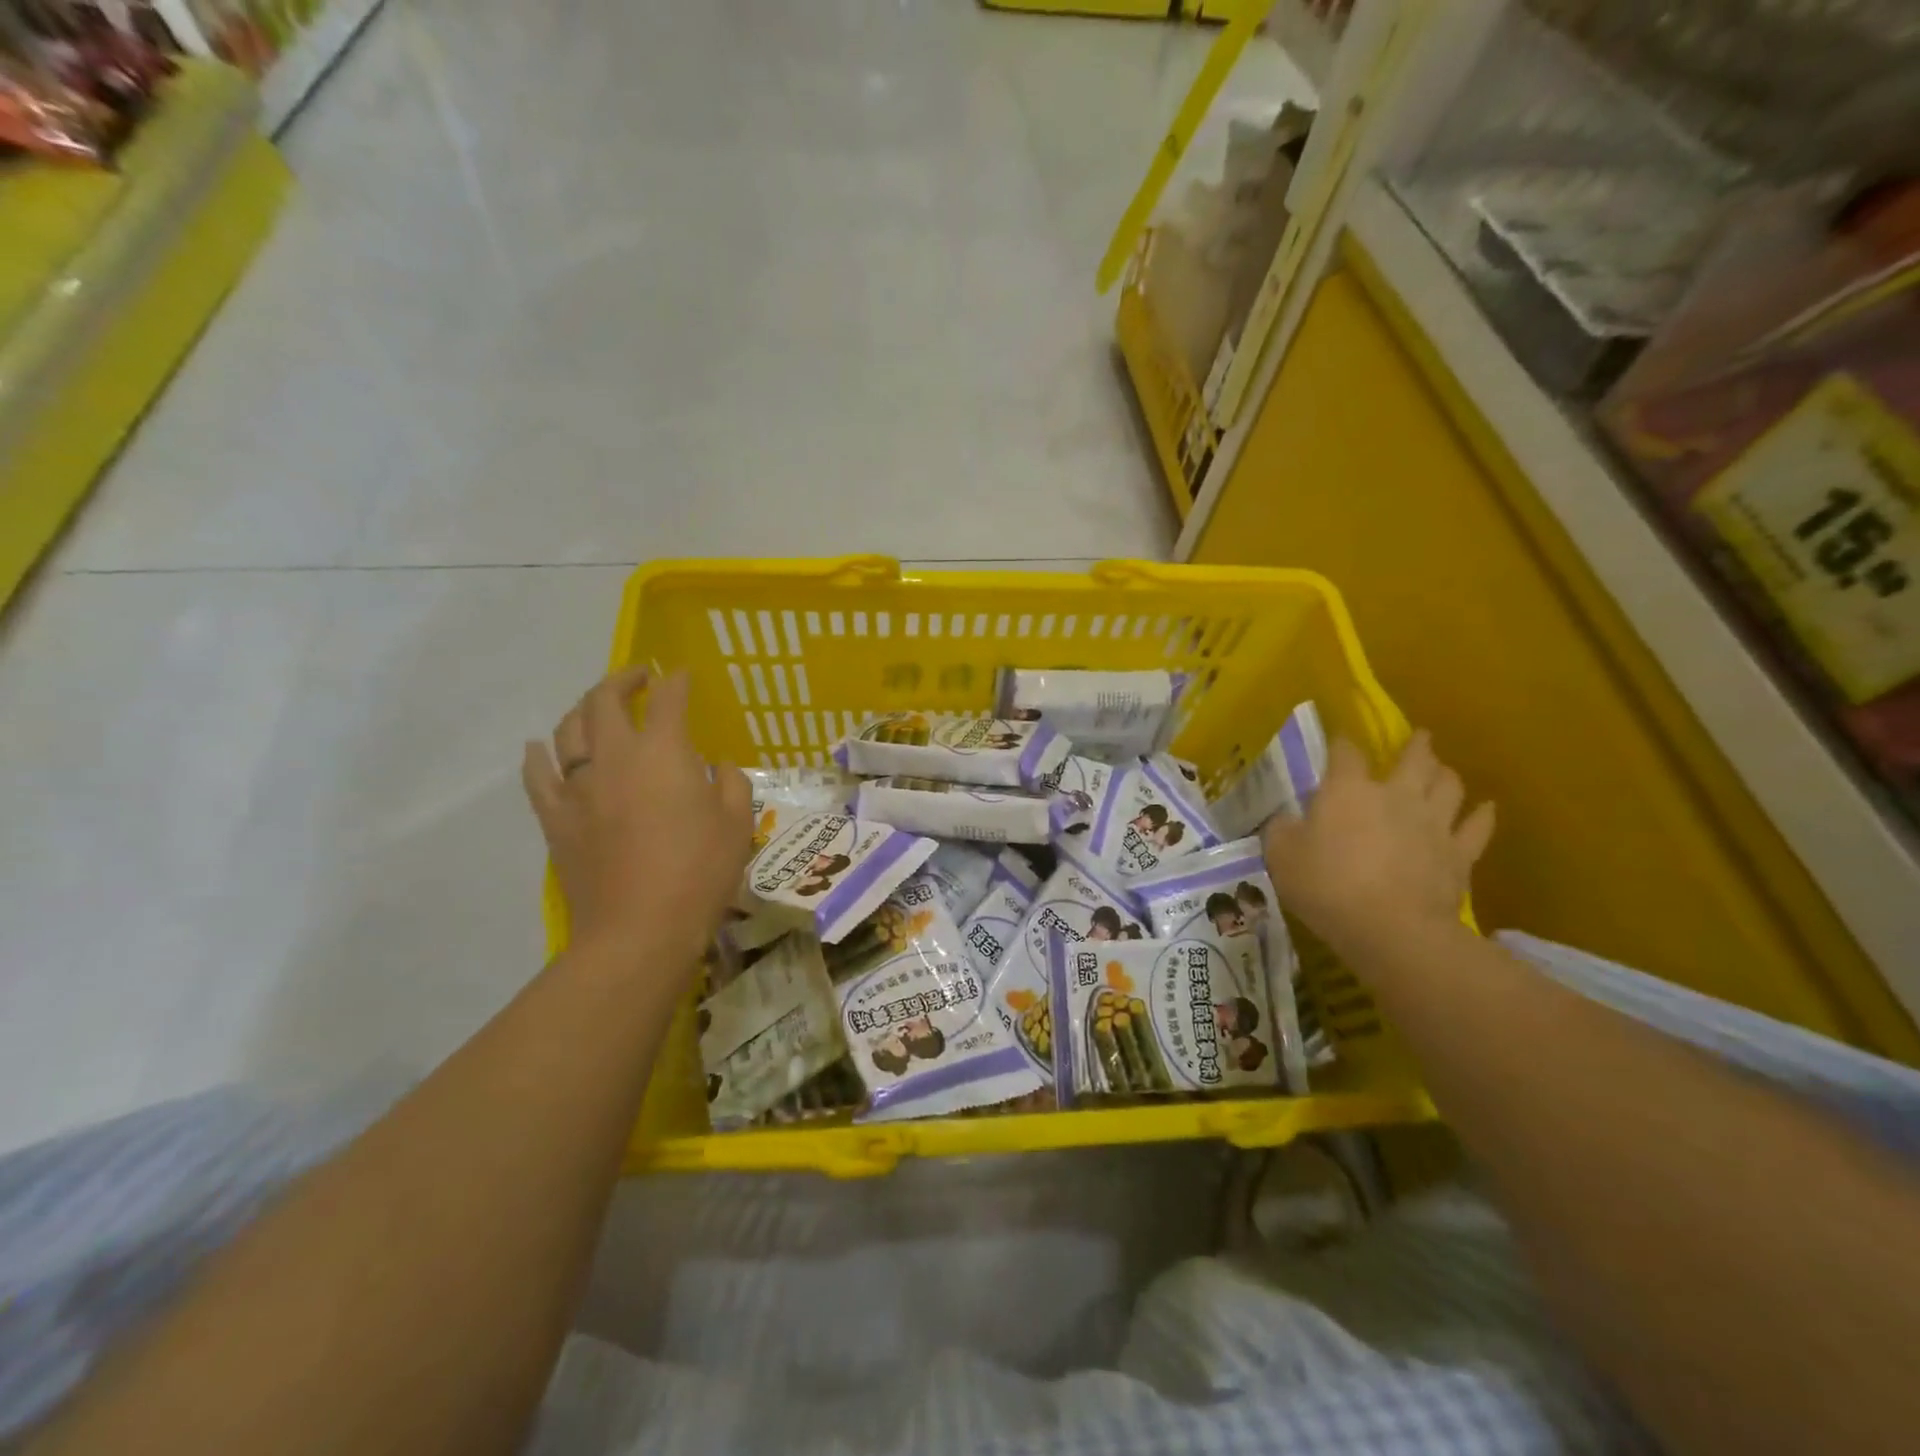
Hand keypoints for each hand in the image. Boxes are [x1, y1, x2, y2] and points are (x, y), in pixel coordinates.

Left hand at [523, 668, 752, 971]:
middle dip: (623, 680)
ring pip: (568, 730)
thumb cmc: (700, 872)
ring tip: (597, 708)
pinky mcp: (555, 817)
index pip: (668, 699)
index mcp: (664, 752)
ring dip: (584, 709)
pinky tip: (539, 747)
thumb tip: (715, 766)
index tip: (682, 676)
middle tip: (638, 678)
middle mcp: (615, 756)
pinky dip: (538, 754)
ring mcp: (577, 786)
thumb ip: (731, 782)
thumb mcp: (737, 823)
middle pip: (605, 700)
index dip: (676, 682)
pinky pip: (537, 775)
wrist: (639, 930)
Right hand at [1263, 730, 1493, 957]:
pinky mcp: (1460, 853)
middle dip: (1416, 745)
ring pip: (1449, 785)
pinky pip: (1478, 826)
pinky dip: (1482, 815)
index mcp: (1348, 790)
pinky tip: (1484, 809)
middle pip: (1414, 758)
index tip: (1338, 741)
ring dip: (1446, 774)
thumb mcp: (1281, 856)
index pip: (1345, 752)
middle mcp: (1396, 795)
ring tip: (1443, 771)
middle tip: (1419, 738)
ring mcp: (1434, 822)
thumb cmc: (1327, 885)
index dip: (1341, 743)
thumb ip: (1281, 830)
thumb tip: (1286, 819)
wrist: (1391, 928)